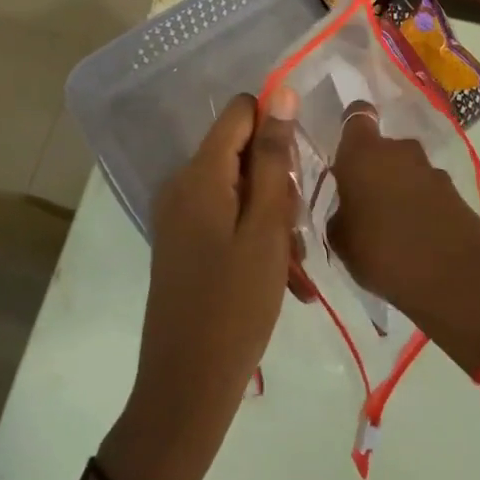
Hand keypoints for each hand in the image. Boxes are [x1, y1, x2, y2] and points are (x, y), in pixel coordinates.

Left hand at [102, 90, 298, 479]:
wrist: (187, 385)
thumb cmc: (236, 304)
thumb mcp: (267, 228)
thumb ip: (274, 158)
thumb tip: (281, 94)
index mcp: (200, 174)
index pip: (241, 112)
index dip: (276, 129)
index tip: (298, 172)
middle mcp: (183, 185)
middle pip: (243, 152)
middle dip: (279, 182)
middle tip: (296, 230)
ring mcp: (180, 216)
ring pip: (241, 189)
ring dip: (273, 216)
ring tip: (292, 265)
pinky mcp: (184, 242)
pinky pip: (228, 217)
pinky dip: (255, 236)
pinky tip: (279, 275)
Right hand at [329, 106, 479, 375]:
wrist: (454, 278)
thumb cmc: (382, 254)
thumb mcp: (341, 240)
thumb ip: (340, 213)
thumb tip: (347, 207)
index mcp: (363, 154)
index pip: (357, 116)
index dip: (351, 126)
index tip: (345, 147)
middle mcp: (399, 151)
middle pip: (383, 148)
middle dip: (375, 167)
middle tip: (364, 200)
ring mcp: (431, 169)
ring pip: (406, 170)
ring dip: (398, 187)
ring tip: (390, 224)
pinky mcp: (455, 191)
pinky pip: (427, 191)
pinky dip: (420, 205)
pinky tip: (415, 235)